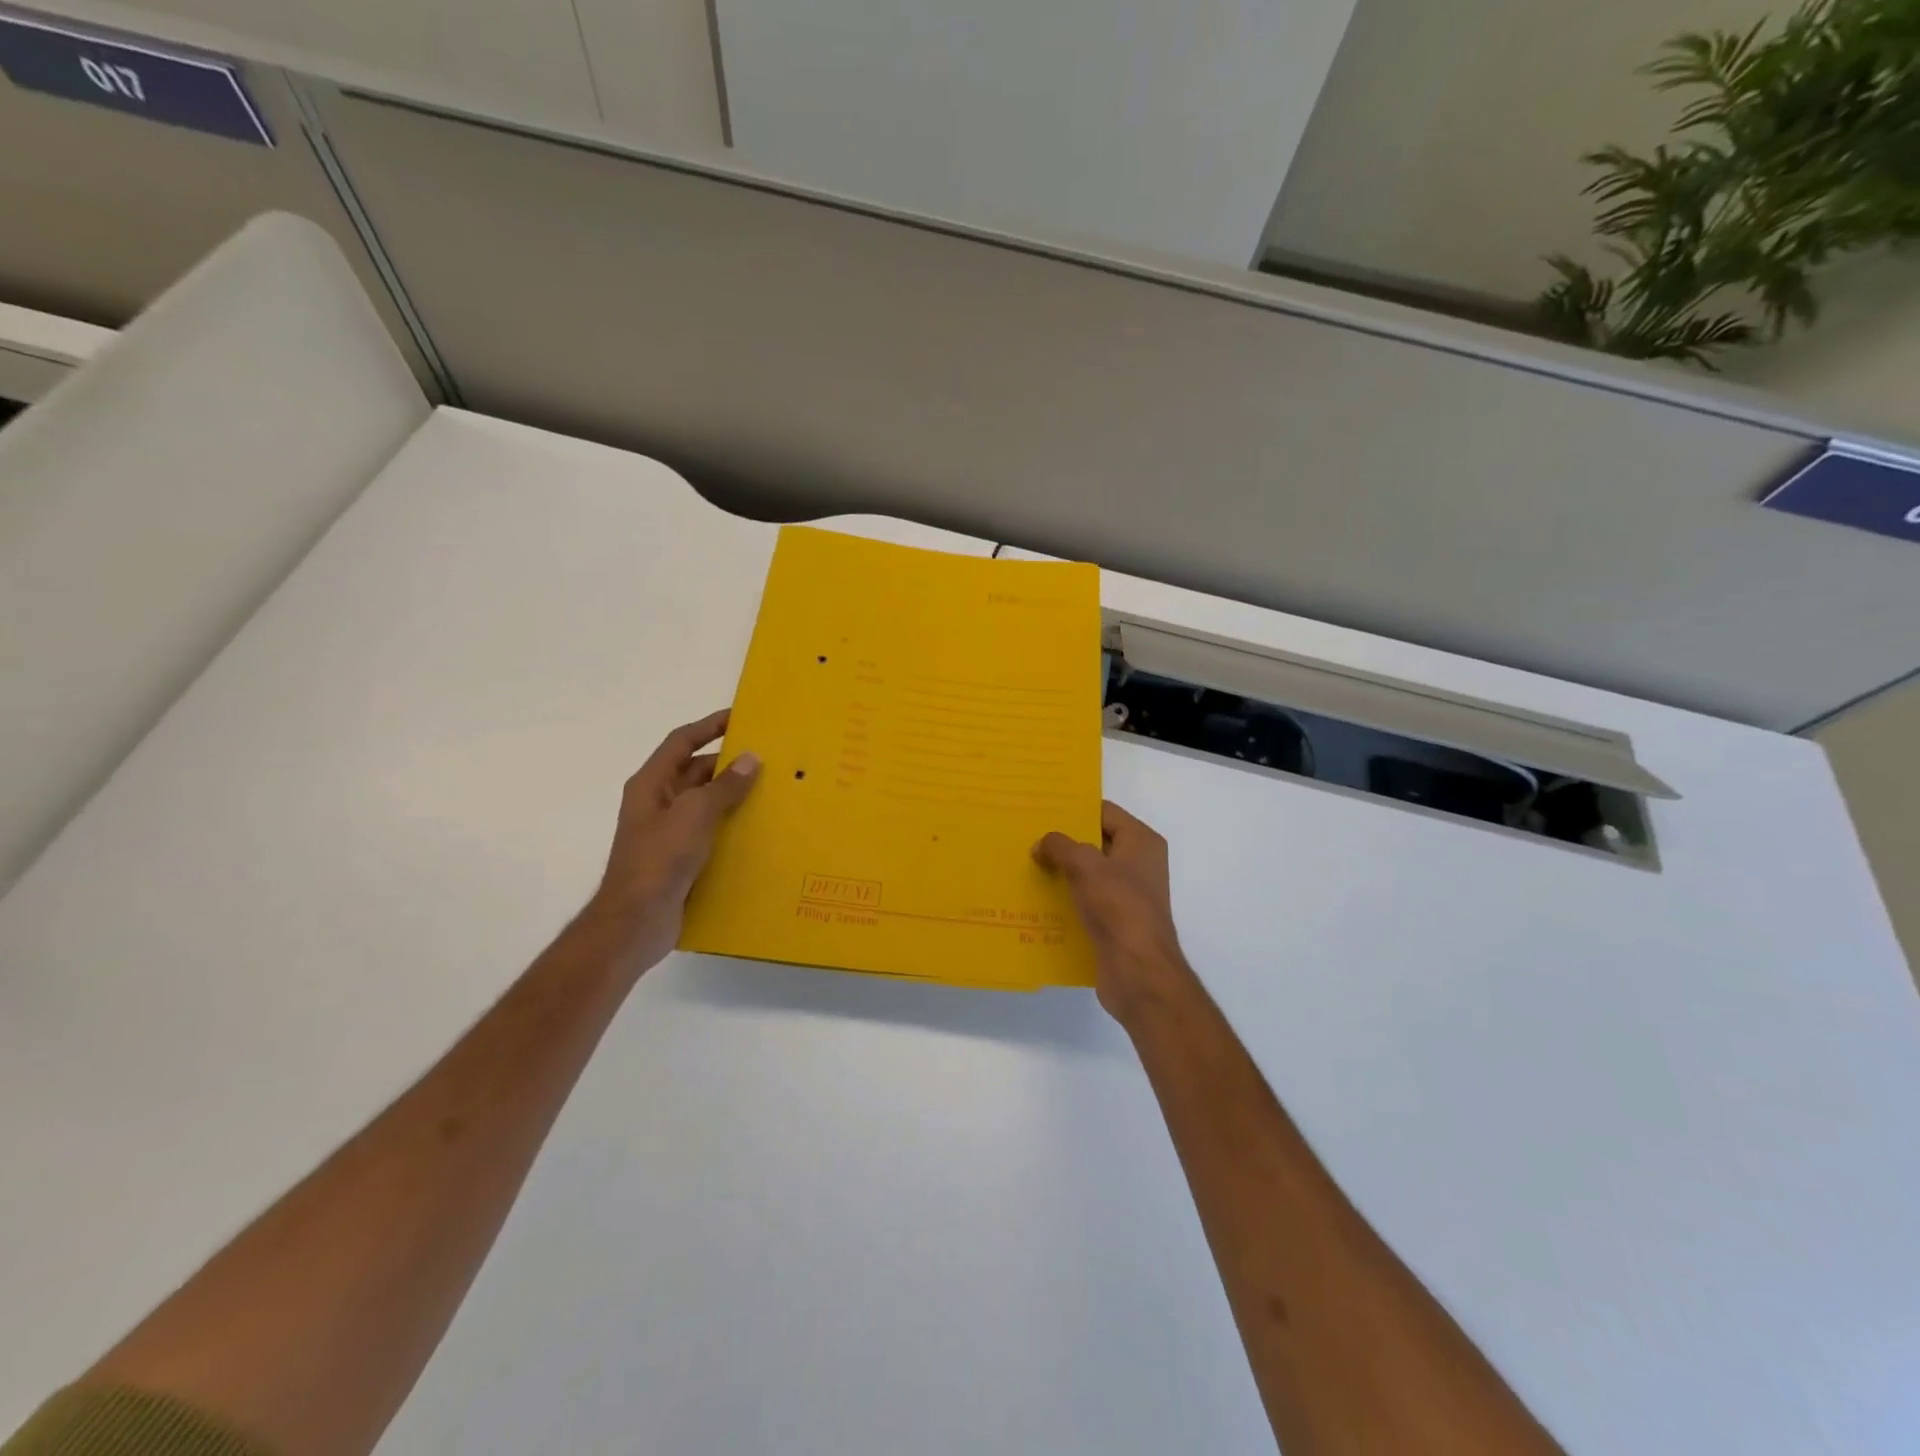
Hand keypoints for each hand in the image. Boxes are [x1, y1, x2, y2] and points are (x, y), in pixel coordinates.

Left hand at [583, 709, 760, 974]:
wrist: (636, 920)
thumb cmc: (660, 858)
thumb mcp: (695, 813)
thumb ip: (724, 785)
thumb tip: (750, 758)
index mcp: (652, 784)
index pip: (682, 742)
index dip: (709, 726)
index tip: (741, 718)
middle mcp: (658, 803)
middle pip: (695, 772)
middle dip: (729, 764)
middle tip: (769, 759)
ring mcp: (668, 832)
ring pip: (705, 803)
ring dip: (733, 796)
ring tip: (773, 792)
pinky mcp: (680, 859)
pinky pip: (710, 832)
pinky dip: (731, 826)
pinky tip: (759, 831)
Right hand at [1034, 801, 1195, 1023]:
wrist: (1138, 971)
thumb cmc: (1117, 906)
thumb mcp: (1084, 865)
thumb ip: (1059, 846)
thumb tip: (1041, 844)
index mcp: (1141, 842)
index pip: (1104, 812)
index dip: (1074, 810)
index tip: (1041, 810)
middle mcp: (1139, 864)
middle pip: (1095, 842)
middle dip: (1063, 842)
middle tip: (1027, 837)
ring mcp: (1128, 895)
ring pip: (1088, 874)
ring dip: (1061, 872)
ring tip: (1026, 866)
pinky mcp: (1116, 922)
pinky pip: (1086, 901)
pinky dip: (1066, 899)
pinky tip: (1037, 900)